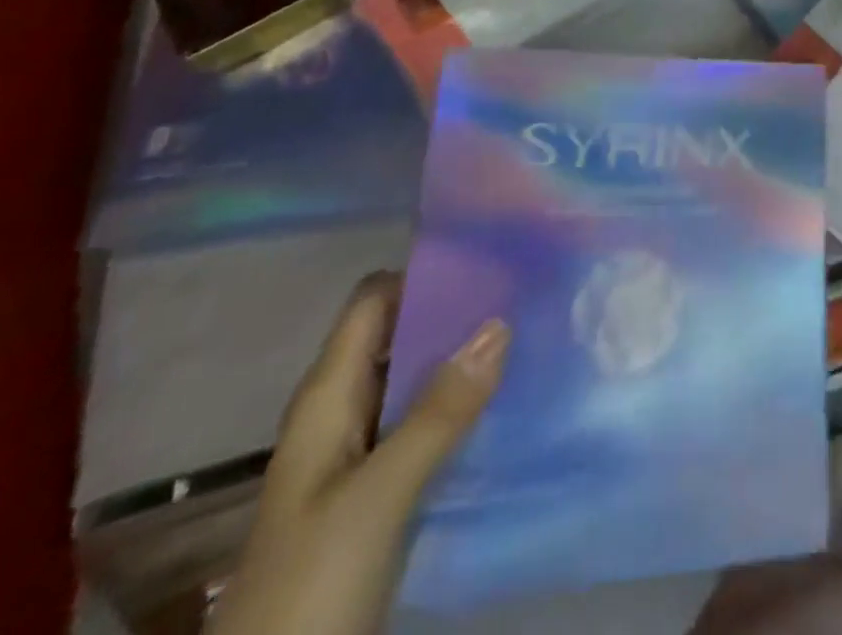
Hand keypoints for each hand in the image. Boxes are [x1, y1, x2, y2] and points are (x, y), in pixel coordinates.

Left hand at [207, 274, 509, 634]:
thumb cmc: (311, 582)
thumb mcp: (378, 494)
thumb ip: (439, 411)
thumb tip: (501, 321)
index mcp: (328, 396)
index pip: (374, 301)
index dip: (424, 273)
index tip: (490, 259)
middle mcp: (343, 411)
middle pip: (400, 335)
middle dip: (457, 313)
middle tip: (525, 293)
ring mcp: (360, 453)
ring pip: (417, 380)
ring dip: (464, 359)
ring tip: (531, 336)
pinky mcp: (380, 489)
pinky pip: (427, 423)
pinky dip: (462, 404)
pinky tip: (508, 401)